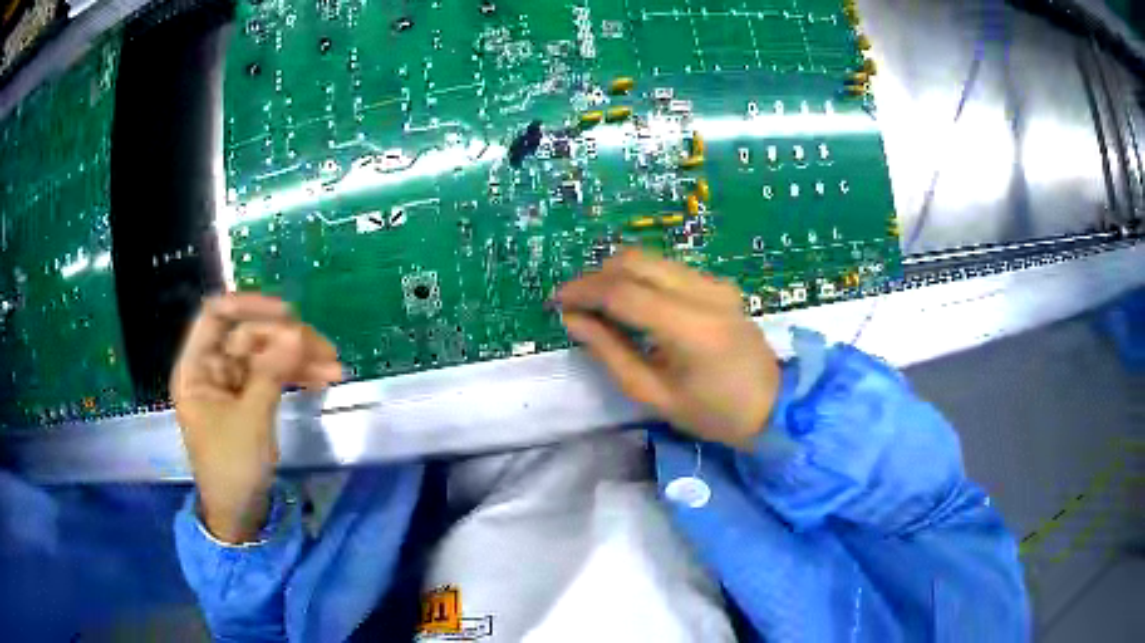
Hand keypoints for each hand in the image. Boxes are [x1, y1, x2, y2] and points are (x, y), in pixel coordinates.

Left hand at [171, 294, 342, 542]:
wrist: (239, 515)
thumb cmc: (232, 468)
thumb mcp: (251, 419)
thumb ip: (271, 372)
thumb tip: (298, 333)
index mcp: (197, 368)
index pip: (216, 316)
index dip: (250, 306)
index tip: (288, 313)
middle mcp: (212, 369)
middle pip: (249, 336)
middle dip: (287, 340)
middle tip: (325, 349)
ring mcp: (231, 385)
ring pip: (266, 356)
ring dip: (298, 358)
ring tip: (334, 368)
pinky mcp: (248, 400)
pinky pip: (272, 377)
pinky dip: (295, 376)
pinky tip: (322, 379)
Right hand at [556, 249, 780, 449]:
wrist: (774, 406)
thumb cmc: (714, 414)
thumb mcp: (654, 394)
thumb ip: (610, 352)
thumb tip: (573, 320)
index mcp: (690, 328)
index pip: (624, 292)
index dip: (584, 291)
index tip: (557, 301)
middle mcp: (704, 292)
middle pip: (635, 260)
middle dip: (597, 276)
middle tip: (576, 303)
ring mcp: (715, 283)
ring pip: (651, 258)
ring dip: (617, 274)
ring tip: (599, 304)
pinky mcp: (719, 284)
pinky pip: (668, 268)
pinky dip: (641, 278)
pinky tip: (632, 304)